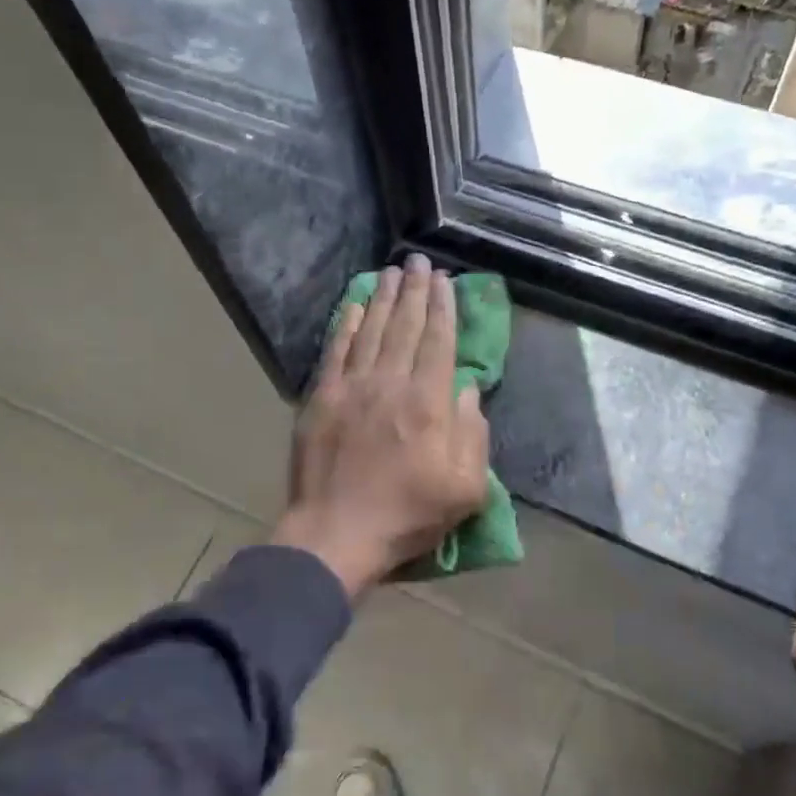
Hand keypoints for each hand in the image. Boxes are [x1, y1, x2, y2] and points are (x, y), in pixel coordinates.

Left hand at [272, 255, 489, 597]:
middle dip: (416, 291)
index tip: (445, 280)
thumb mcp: (465, 489)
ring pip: (372, 331)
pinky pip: (337, 350)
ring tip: (393, 272)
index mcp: (428, 403)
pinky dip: (348, 324)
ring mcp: (352, 388)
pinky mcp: (322, 398)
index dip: (443, 308)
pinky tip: (356, 304)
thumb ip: (473, 434)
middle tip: (419, 261)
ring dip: (385, 298)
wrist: (336, 534)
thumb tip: (466, 389)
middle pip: (406, 326)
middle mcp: (391, 383)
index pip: (439, 342)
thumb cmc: (407, 515)